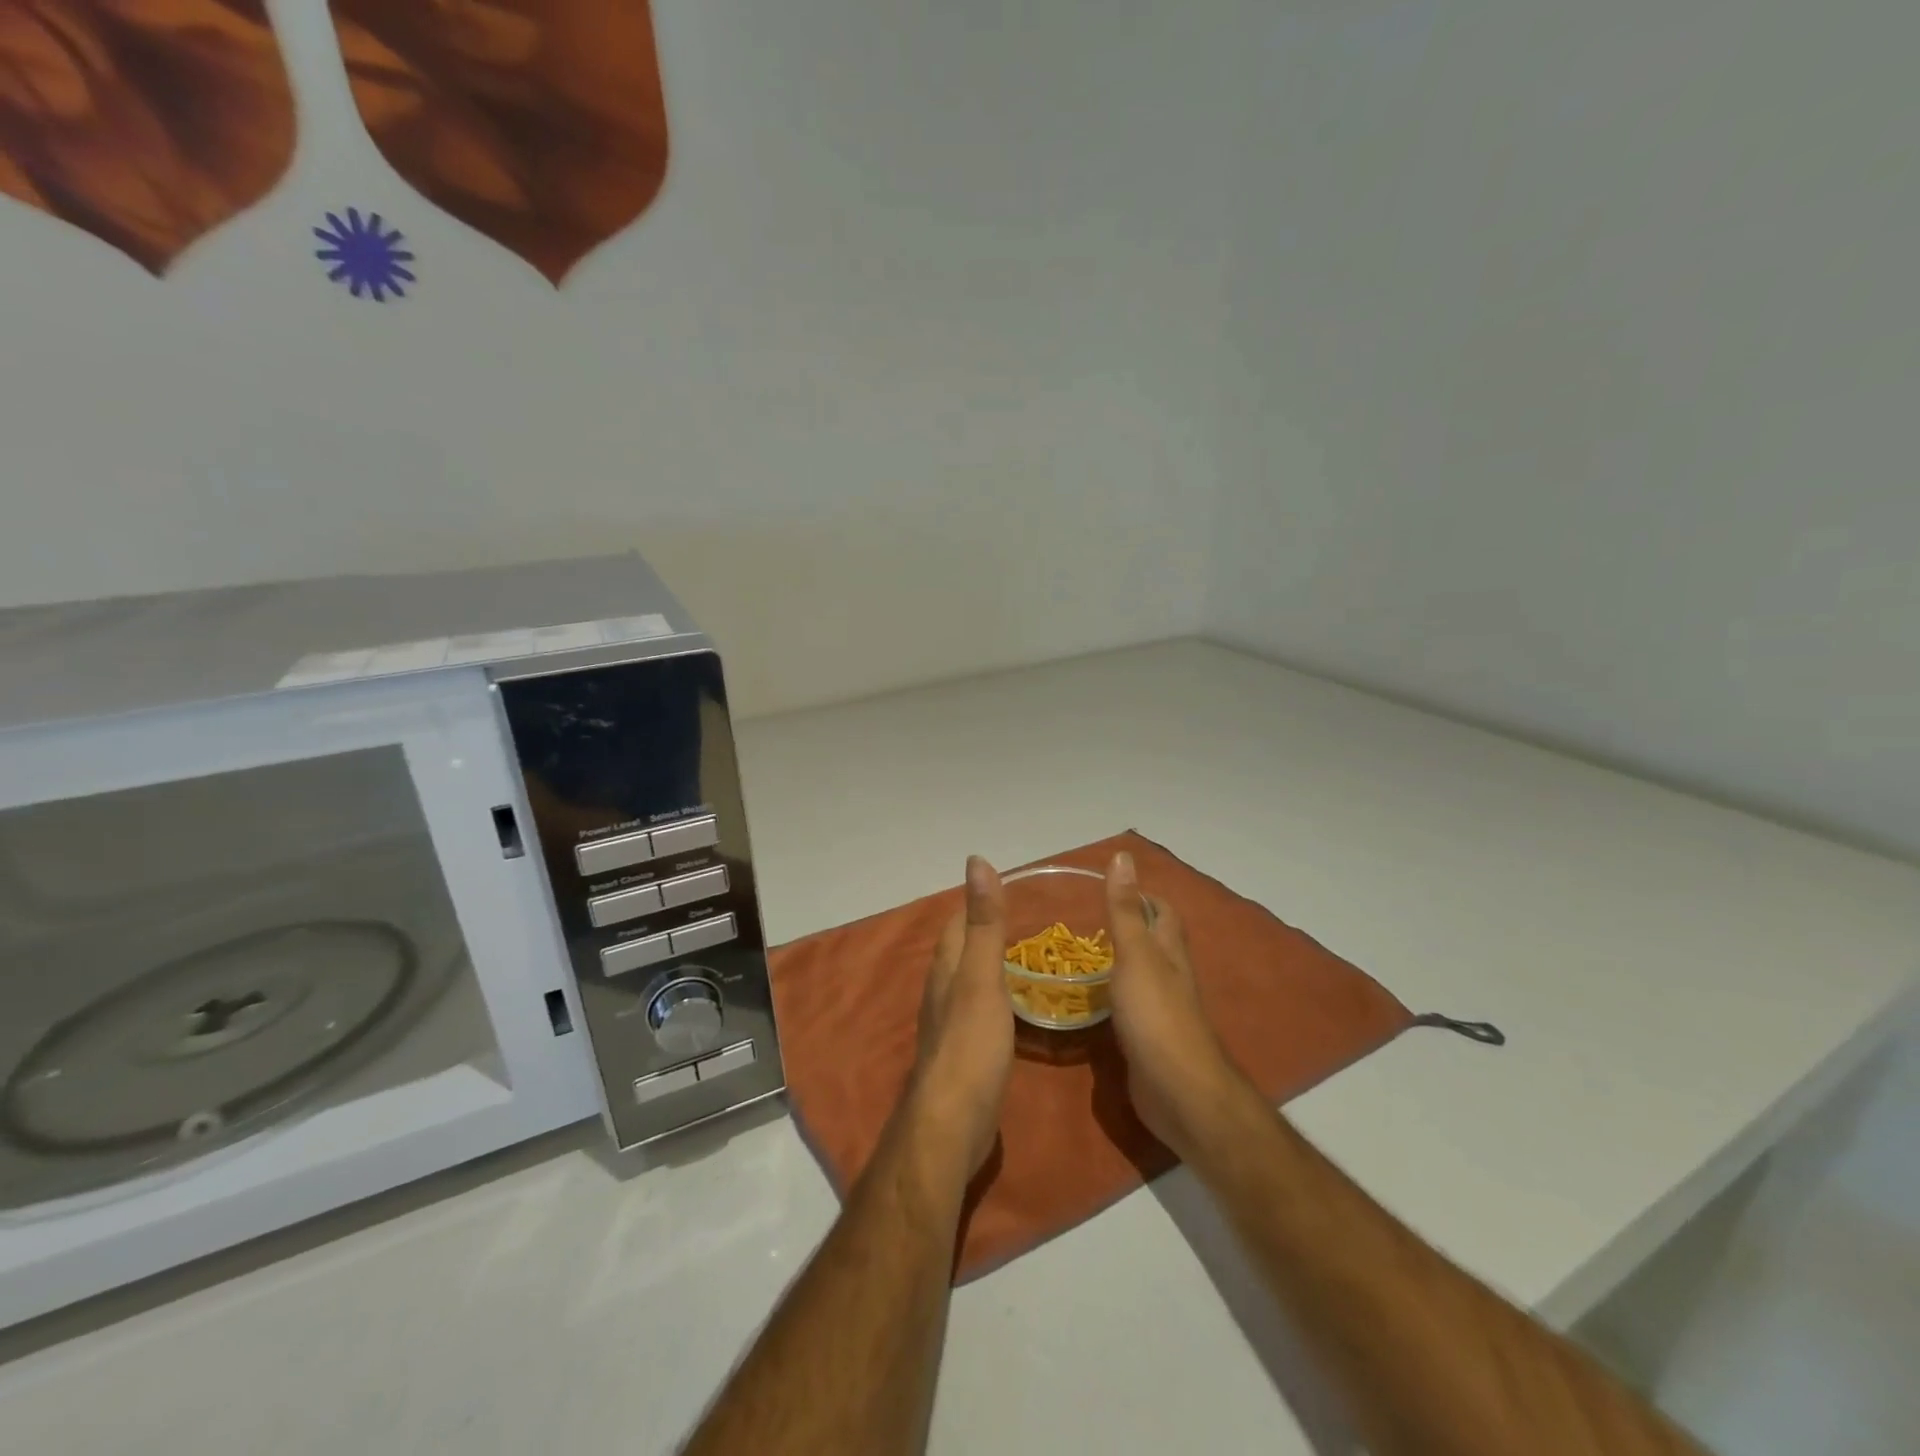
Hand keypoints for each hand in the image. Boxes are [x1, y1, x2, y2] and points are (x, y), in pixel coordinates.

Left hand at [908, 856, 1015, 1180]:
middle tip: (1025, 921)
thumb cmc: (970, 1045)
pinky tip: (1013, 1008)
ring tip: (1022, 958)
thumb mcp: (982, 977)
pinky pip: (978, 1011)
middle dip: (984, 932)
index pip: (958, 922)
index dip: (978, 902)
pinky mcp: (962, 1053)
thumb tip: (976, 861)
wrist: (951, 1124)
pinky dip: (995, 998)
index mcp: (947, 968)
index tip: (1009, 887)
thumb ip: (984, 922)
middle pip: (961, 950)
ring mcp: (949, 1024)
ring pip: (968, 981)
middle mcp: (942, 990)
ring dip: (989, 965)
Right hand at [1105, 851, 1250, 1159]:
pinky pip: (1128, 1006)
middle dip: (1126, 927)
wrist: (1178, 1092)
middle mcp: (1169, 975)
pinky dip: (1110, 997)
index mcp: (1168, 950)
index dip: (1140, 895)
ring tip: (1078, 955)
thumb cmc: (1156, 1015)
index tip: (1108, 887)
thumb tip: (1123, 856)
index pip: (1160, 910)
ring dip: (1116, 962)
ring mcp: (1160, 1009)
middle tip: (1082, 921)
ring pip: (1139, 974)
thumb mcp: (1135, 954)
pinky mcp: (1148, 1038)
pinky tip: (1087, 1001)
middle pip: (1152, 941)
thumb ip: (1124, 909)